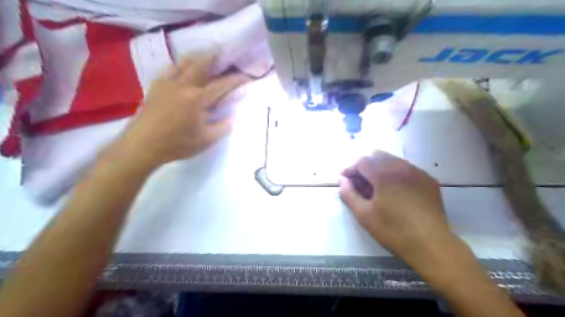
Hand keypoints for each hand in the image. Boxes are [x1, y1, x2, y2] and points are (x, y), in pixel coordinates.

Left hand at [111, 55, 247, 167]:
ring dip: (195, 59)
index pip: (221, 85)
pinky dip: (179, 67)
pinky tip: (180, 71)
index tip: (245, 76)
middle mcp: (183, 86)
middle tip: (221, 52)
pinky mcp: (155, 88)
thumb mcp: (206, 140)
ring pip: (183, 63)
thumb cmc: (176, 144)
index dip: (235, 80)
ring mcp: (166, 84)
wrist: (142, 146)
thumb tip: (231, 119)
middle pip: (200, 64)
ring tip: (202, 58)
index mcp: (197, 99)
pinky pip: (169, 70)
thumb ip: (222, 128)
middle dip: (213, 56)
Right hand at [337, 150, 454, 266]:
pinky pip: (407, 168)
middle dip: (364, 166)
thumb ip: (349, 194)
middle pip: (377, 155)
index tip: (344, 179)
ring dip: (380, 168)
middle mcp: (401, 166)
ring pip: (392, 160)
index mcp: (384, 174)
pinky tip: (396, 191)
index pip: (361, 160)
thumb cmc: (393, 230)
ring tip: (377, 187)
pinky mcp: (428, 179)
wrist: (431, 244)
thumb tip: (342, 180)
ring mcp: (417, 172)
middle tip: (360, 183)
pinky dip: (395, 174)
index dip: (350, 168)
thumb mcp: (364, 214)